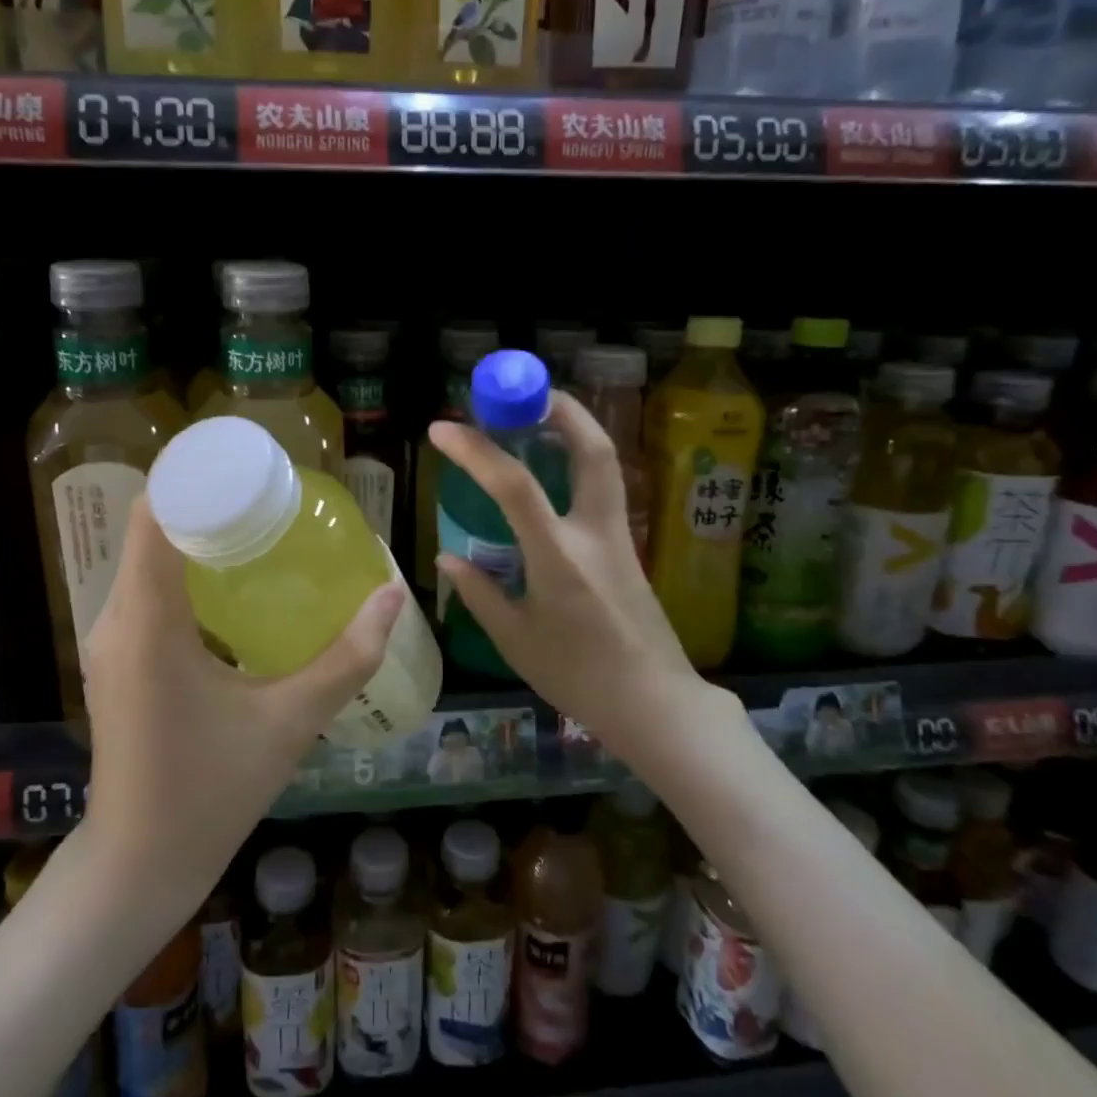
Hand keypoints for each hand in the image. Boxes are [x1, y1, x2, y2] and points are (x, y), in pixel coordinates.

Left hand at [80, 497, 404, 913]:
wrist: (139, 864)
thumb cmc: (211, 792)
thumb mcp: (290, 721)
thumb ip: (347, 657)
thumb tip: (392, 595)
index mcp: (147, 622)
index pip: (154, 515)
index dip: (195, 478)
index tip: (249, 466)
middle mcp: (115, 619)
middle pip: (152, 529)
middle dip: (210, 504)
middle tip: (273, 499)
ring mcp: (108, 640)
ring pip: (148, 559)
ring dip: (198, 537)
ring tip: (260, 532)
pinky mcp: (115, 659)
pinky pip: (146, 590)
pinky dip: (185, 571)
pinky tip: (233, 587)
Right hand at [430, 393, 730, 767]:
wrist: (654, 703)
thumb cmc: (578, 676)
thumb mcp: (516, 639)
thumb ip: (479, 592)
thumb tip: (449, 557)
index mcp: (559, 557)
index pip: (515, 485)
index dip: (476, 450)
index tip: (441, 429)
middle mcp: (595, 533)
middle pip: (593, 450)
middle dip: (561, 409)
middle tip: (524, 393)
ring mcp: (619, 537)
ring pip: (605, 464)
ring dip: (575, 429)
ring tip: (538, 419)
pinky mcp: (629, 547)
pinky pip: (603, 489)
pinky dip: (578, 463)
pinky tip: (554, 473)